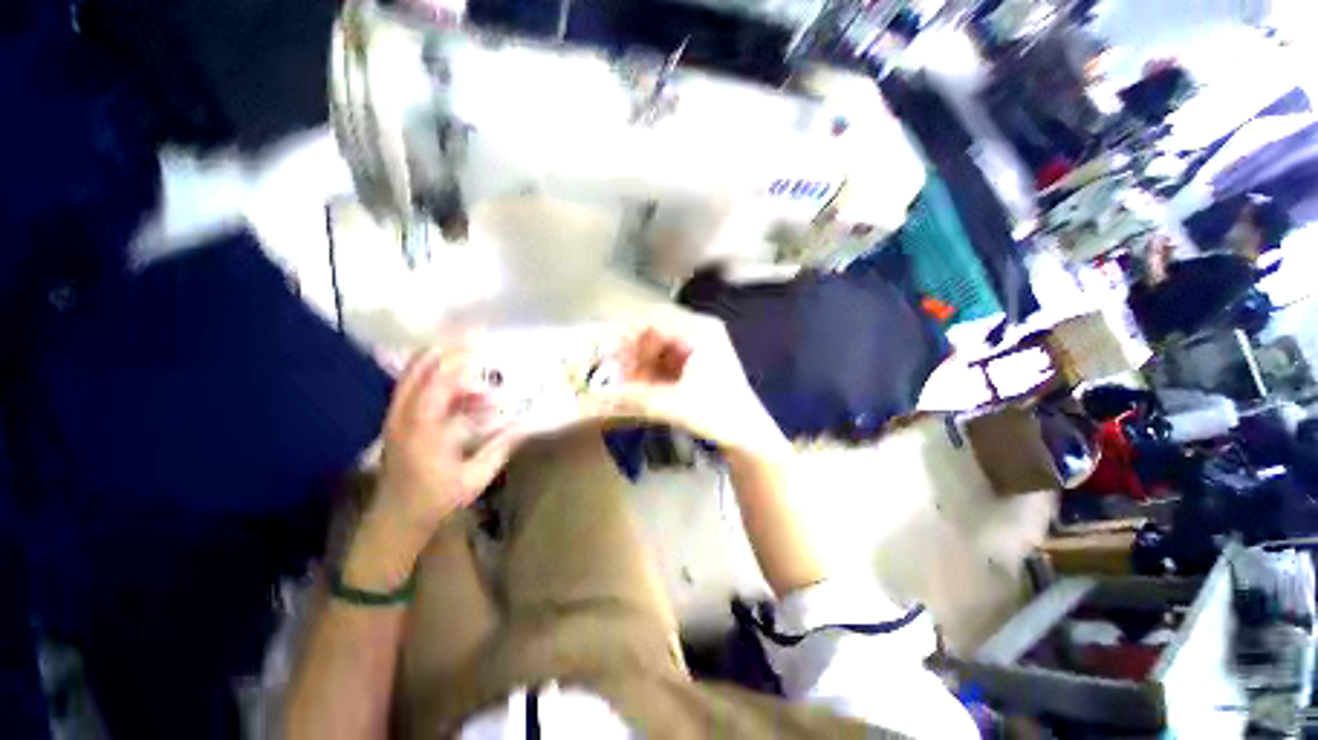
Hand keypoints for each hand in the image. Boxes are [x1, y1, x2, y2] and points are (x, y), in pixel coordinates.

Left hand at [348, 347, 518, 587]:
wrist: (395, 519)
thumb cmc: (436, 500)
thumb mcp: (475, 477)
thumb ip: (501, 447)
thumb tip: (527, 424)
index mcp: (422, 430)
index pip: (437, 382)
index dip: (459, 361)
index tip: (482, 346)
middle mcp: (403, 417)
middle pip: (419, 369)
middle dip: (447, 351)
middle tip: (476, 339)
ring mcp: (396, 418)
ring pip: (414, 376)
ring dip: (444, 366)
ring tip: (476, 367)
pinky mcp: (397, 422)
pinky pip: (415, 389)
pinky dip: (438, 382)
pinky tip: (466, 394)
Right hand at [587, 314, 787, 459]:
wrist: (748, 435)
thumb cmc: (717, 415)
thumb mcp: (671, 404)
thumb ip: (631, 398)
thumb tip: (594, 398)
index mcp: (699, 331)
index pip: (653, 320)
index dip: (626, 336)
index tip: (606, 356)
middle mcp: (700, 330)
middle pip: (654, 331)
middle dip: (633, 353)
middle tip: (617, 375)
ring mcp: (700, 344)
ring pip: (658, 345)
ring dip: (641, 363)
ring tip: (629, 386)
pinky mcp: (698, 359)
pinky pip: (666, 357)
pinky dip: (652, 370)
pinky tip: (643, 387)